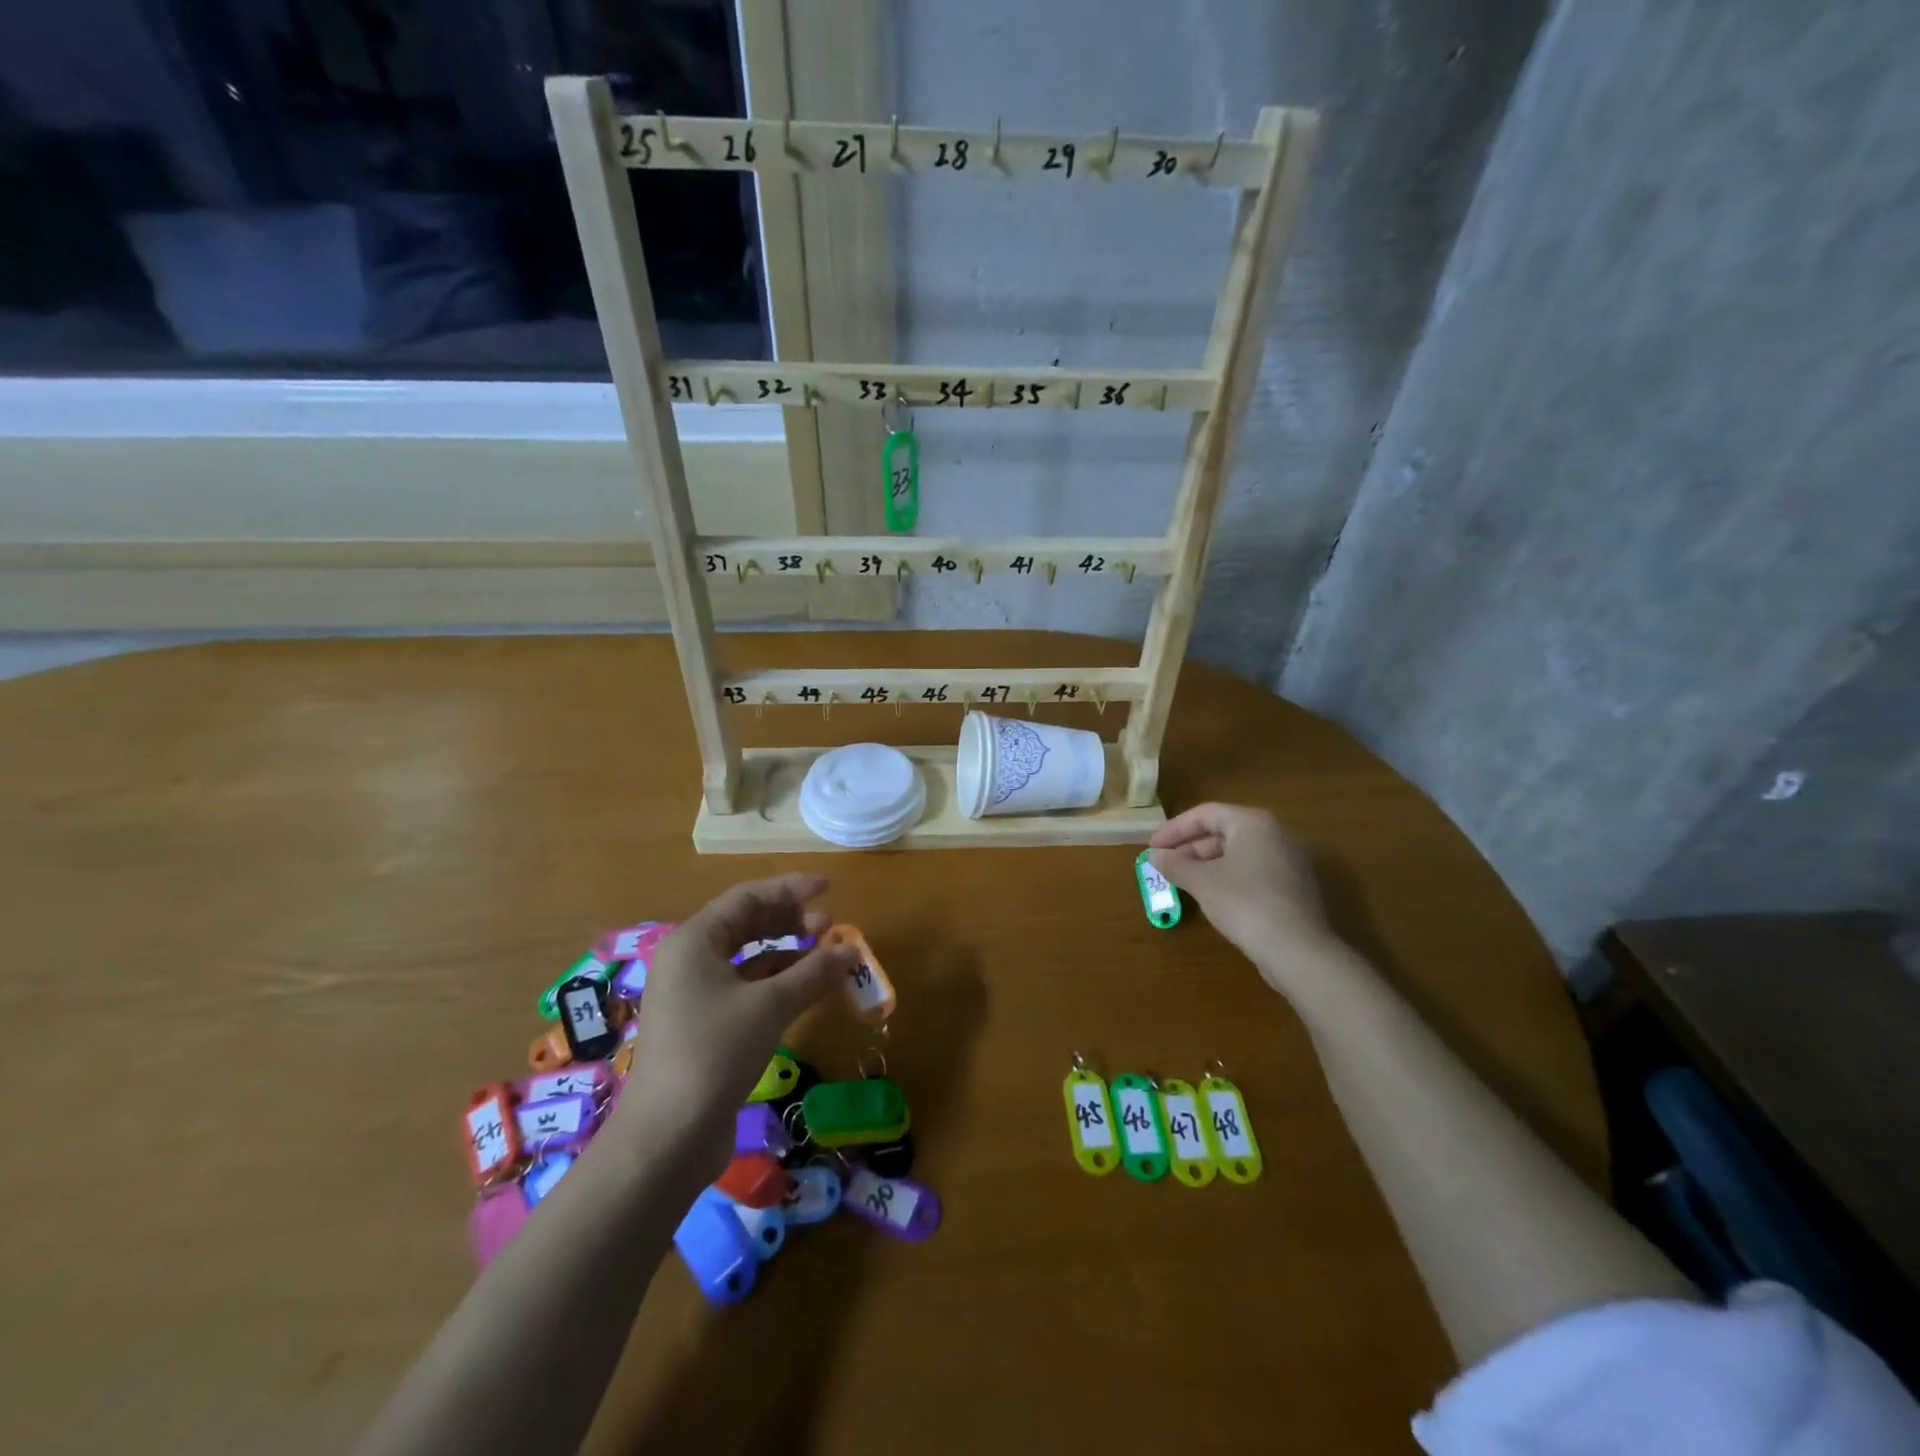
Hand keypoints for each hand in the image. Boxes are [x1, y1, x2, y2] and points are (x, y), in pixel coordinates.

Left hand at [612, 874, 858, 1183]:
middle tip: (830, 927)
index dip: (791, 889)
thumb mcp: (771, 1005)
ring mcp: (693, 995)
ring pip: (747, 958)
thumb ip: (814, 971)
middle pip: (746, 924)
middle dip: (790, 921)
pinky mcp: (702, 1026)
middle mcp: (689, 960)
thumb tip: (853, 949)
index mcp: (694, 940)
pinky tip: (805, 990)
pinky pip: (745, 988)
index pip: (748, 897)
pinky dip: (777, 983)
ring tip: (825, 957)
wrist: (666, 1138)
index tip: (829, 888)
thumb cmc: (715, 1053)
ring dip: (787, 953)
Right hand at [1148, 803, 1338, 993]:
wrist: (1298, 950)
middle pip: (1223, 832)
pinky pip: (1252, 872)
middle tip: (1165, 865)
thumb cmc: (1244, 903)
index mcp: (1253, 823)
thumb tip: (1155, 856)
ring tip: (1182, 881)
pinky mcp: (1293, 888)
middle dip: (1190, 848)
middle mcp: (1275, 834)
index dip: (1174, 829)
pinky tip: (1211, 897)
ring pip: (1238, 853)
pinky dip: (1227, 877)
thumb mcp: (1202, 882)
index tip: (1152, 847)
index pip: (1206, 814)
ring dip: (1206, 864)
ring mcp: (1288, 862)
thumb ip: (1175, 864)